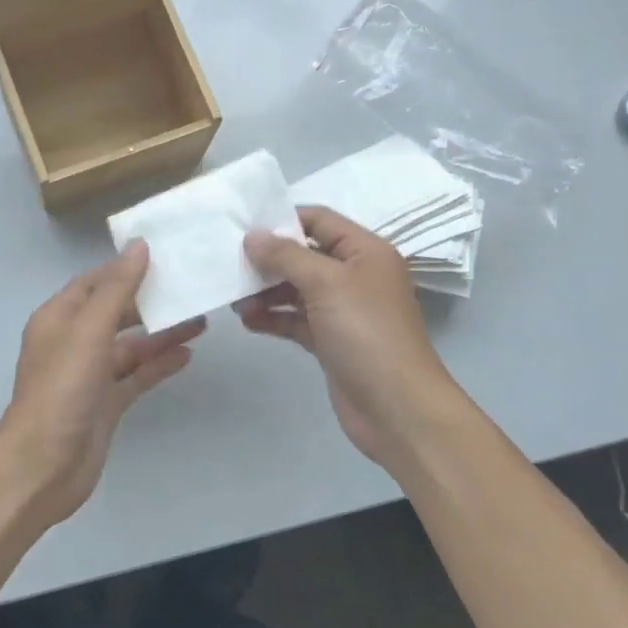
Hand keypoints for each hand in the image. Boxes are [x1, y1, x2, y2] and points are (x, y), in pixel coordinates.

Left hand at [0, 241, 205, 525]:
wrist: (43, 466)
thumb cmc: (62, 388)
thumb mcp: (89, 330)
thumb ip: (117, 288)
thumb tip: (139, 245)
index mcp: (59, 318)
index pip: (95, 282)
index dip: (125, 267)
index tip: (162, 254)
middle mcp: (73, 341)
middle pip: (115, 312)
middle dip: (148, 300)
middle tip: (188, 285)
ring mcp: (90, 375)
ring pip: (130, 345)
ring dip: (160, 333)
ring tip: (200, 319)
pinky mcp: (105, 403)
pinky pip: (136, 376)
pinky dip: (159, 365)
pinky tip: (188, 354)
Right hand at [236, 206, 461, 469]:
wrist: (397, 408)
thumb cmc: (366, 333)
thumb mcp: (326, 283)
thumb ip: (286, 256)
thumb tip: (253, 236)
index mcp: (365, 251)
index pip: (319, 220)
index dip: (284, 219)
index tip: (244, 226)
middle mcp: (355, 275)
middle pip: (305, 255)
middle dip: (269, 259)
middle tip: (230, 263)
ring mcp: (343, 310)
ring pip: (297, 289)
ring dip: (266, 291)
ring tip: (234, 298)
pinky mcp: (331, 340)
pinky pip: (296, 319)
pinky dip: (274, 317)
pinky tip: (247, 320)